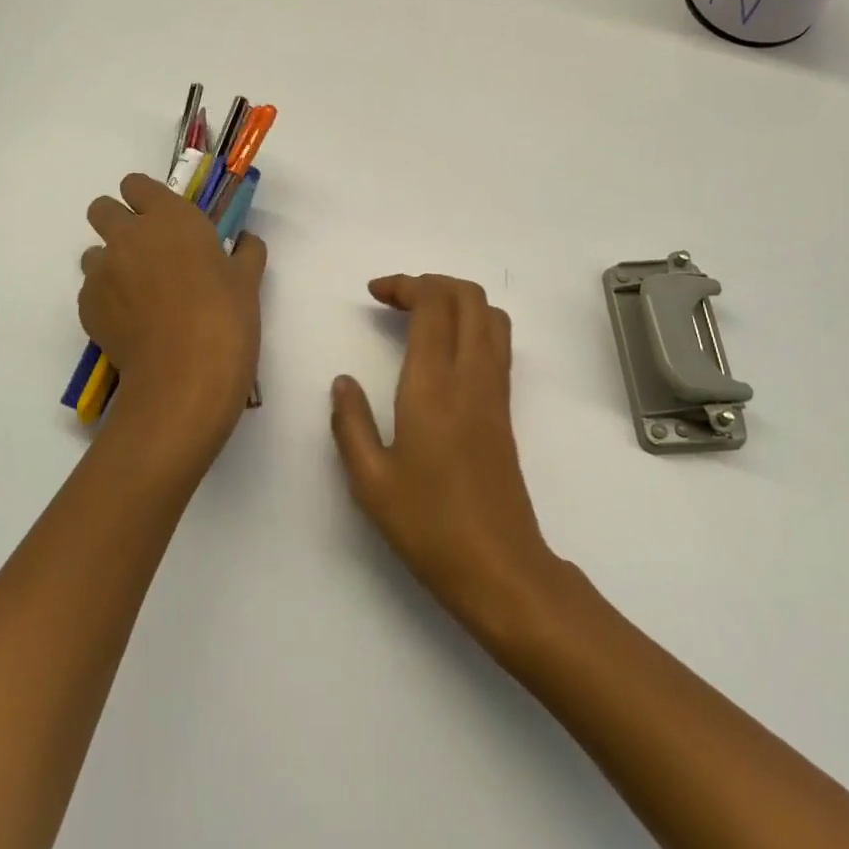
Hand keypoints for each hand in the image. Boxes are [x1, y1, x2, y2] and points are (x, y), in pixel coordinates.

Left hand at [80, 174, 266, 450]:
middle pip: (101, 209)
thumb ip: (246, 252)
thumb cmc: (225, 317)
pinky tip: (132, 324)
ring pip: (93, 253)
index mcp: (169, 217)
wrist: (185, 375)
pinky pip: (91, 291)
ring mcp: (102, 271)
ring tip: (138, 294)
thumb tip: (246, 242)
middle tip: (146, 251)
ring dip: (111, 264)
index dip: (146, 199)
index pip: (136, 185)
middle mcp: (128, 235)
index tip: (162, 218)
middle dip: (117, 222)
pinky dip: (107, 300)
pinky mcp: (87, 306)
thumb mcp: (248, 280)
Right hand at [329, 274, 561, 639]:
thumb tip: (342, 382)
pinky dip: (472, 323)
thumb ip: (350, 423)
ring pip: (490, 314)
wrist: (499, 566)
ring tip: (419, 316)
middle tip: (394, 299)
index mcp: (434, 384)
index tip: (374, 294)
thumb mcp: (370, 481)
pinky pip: (497, 341)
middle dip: (431, 282)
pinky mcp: (506, 407)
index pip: (433, 304)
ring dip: (456, 299)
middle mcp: (472, 374)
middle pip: (468, 295)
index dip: (405, 285)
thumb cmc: (428, 525)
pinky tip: (443, 351)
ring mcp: (496, 389)